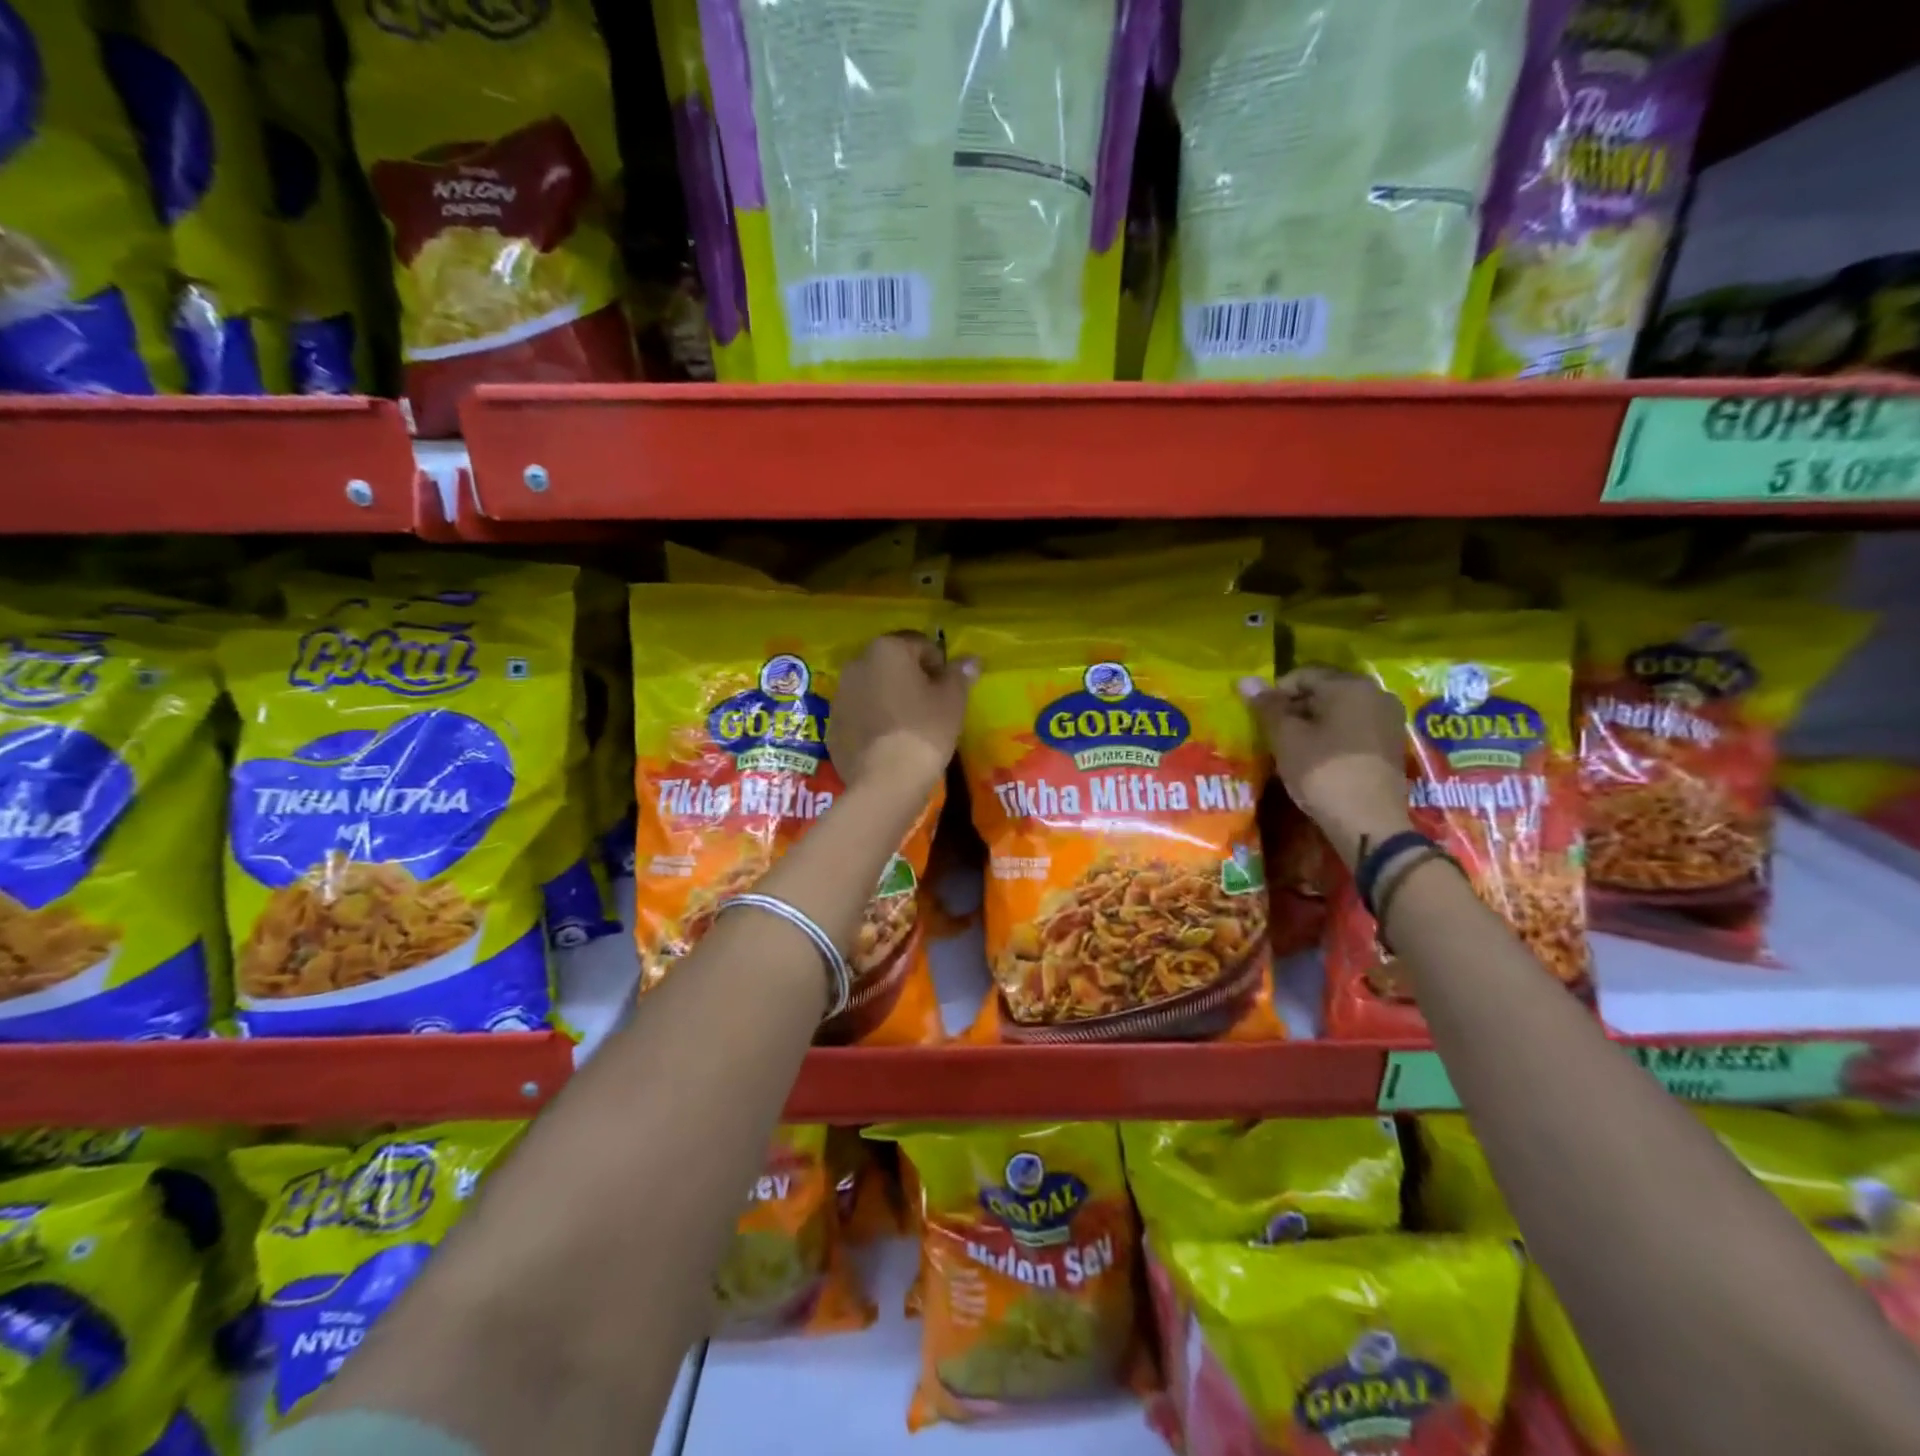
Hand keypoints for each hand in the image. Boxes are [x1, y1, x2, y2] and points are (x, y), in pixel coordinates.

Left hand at [829, 632, 976, 798]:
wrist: (886, 779)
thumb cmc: (925, 729)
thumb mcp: (953, 700)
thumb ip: (960, 674)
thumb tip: (970, 659)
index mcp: (887, 649)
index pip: (921, 644)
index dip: (939, 664)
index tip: (949, 688)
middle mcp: (857, 663)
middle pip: (891, 663)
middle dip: (910, 677)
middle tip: (930, 704)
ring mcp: (839, 695)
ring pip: (871, 687)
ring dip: (888, 697)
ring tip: (908, 724)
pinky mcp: (831, 725)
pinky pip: (858, 713)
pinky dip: (872, 719)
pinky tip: (888, 741)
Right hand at [1241, 666, 1411, 866]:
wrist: (1369, 823)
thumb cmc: (1323, 773)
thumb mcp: (1286, 738)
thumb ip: (1267, 707)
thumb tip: (1244, 680)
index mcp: (1349, 686)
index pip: (1302, 675)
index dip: (1276, 694)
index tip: (1262, 720)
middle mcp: (1375, 694)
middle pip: (1324, 690)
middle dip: (1296, 708)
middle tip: (1275, 734)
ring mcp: (1388, 720)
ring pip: (1340, 711)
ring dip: (1314, 723)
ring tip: (1294, 748)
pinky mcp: (1392, 745)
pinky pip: (1355, 728)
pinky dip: (1334, 737)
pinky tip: (1319, 759)